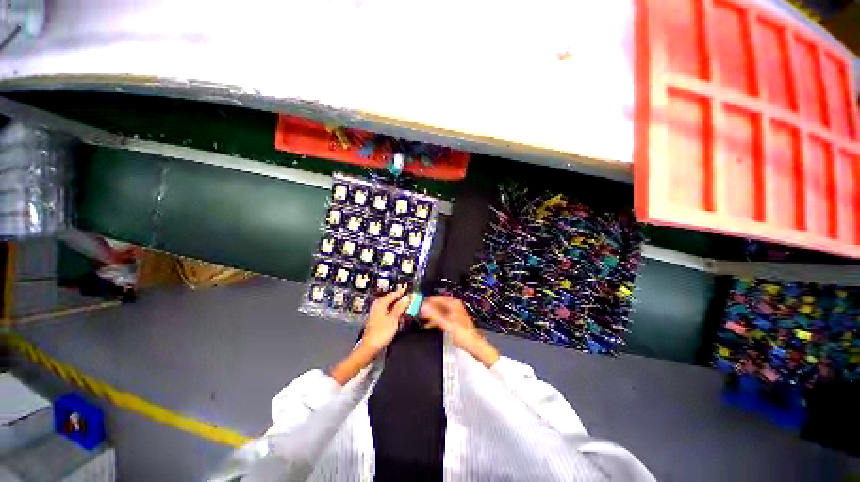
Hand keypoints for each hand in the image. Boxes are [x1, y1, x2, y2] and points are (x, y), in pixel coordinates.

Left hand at [361, 286, 410, 352]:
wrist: (370, 348)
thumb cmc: (381, 332)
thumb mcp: (393, 319)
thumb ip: (400, 307)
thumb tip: (407, 297)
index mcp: (380, 303)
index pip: (393, 294)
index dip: (402, 292)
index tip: (409, 289)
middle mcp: (378, 305)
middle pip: (391, 300)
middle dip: (401, 300)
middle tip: (411, 299)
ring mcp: (377, 313)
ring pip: (390, 306)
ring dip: (399, 307)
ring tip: (408, 307)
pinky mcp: (378, 320)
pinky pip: (388, 312)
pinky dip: (395, 312)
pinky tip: (400, 315)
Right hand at [420, 296, 498, 366]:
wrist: (473, 344)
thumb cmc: (463, 334)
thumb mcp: (445, 324)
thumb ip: (433, 315)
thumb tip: (424, 308)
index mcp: (453, 304)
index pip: (437, 298)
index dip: (428, 301)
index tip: (420, 304)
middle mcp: (454, 306)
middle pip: (438, 305)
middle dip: (429, 309)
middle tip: (420, 312)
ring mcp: (455, 313)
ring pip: (440, 311)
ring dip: (432, 315)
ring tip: (423, 319)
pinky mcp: (454, 320)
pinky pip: (442, 317)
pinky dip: (436, 320)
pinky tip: (430, 325)